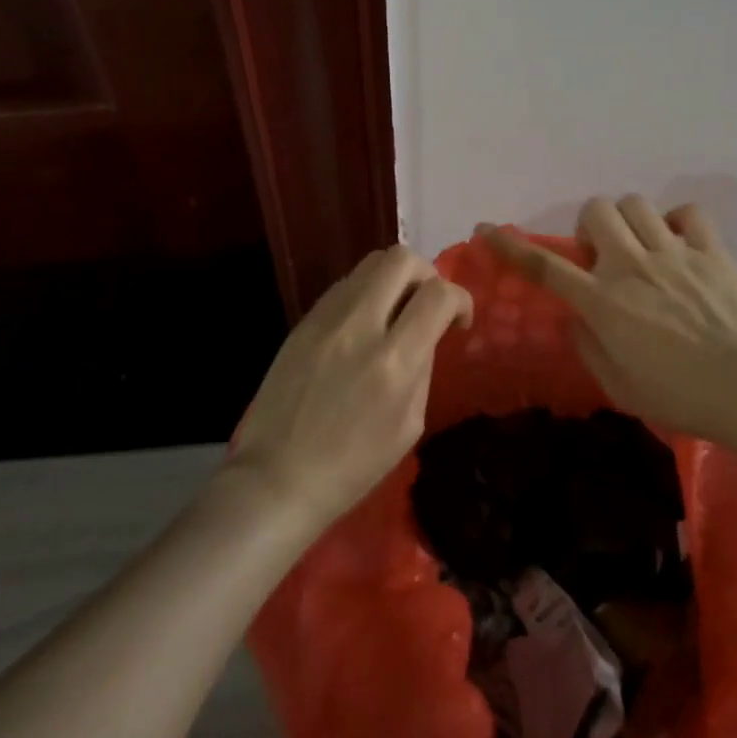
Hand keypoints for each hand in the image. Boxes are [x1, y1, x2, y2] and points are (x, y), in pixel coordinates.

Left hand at [226, 246, 472, 533]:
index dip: (460, 299)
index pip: (438, 294)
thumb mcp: (408, 426)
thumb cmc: (351, 467)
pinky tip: (364, 325)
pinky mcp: (303, 320)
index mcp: (393, 361)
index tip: (458, 322)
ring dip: (395, 279)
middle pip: (402, 259)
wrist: (276, 478)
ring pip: (370, 263)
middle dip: (427, 274)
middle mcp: (360, 326)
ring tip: (396, 312)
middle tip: (428, 305)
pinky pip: (345, 285)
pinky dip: (366, 293)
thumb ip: (422, 369)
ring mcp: (326, 318)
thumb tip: (426, 334)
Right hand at [481, 196, 736, 444]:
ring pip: (635, 204)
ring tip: (641, 248)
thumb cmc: (679, 397)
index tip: (487, 230)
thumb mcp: (618, 386)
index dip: (510, 246)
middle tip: (602, 258)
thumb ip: (587, 345)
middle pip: (595, 211)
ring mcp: (673, 254)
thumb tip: (575, 316)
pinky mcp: (711, 251)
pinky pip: (688, 212)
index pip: (544, 266)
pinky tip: (679, 244)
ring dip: (628, 222)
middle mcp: (631, 266)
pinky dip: (678, 221)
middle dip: (590, 227)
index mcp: (602, 301)